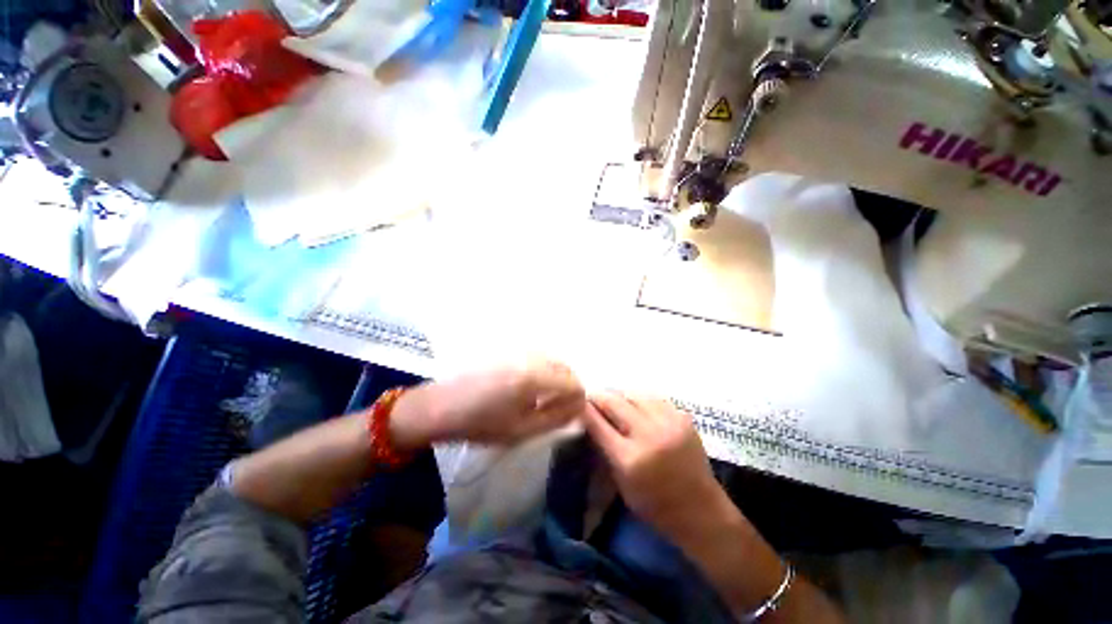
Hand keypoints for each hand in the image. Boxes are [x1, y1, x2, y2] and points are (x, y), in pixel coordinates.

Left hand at [391, 360, 585, 447]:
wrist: (442, 406)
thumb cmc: (481, 423)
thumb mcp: (522, 430)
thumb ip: (556, 418)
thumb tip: (580, 408)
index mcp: (534, 378)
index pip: (573, 382)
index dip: (578, 399)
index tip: (573, 412)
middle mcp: (531, 357)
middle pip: (566, 367)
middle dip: (569, 386)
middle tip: (560, 407)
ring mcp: (520, 350)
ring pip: (553, 360)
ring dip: (558, 377)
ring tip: (546, 397)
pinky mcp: (510, 349)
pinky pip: (539, 357)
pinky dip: (545, 370)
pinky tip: (532, 385)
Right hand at [583, 392, 724, 535]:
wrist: (701, 510)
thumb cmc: (655, 506)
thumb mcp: (621, 484)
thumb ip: (605, 450)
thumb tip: (591, 421)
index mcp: (630, 459)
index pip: (597, 423)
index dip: (584, 410)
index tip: (577, 403)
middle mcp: (648, 436)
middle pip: (614, 401)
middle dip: (599, 398)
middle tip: (594, 399)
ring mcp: (669, 423)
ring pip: (634, 394)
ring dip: (621, 398)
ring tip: (617, 404)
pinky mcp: (683, 418)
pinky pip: (654, 398)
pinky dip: (641, 401)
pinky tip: (639, 409)